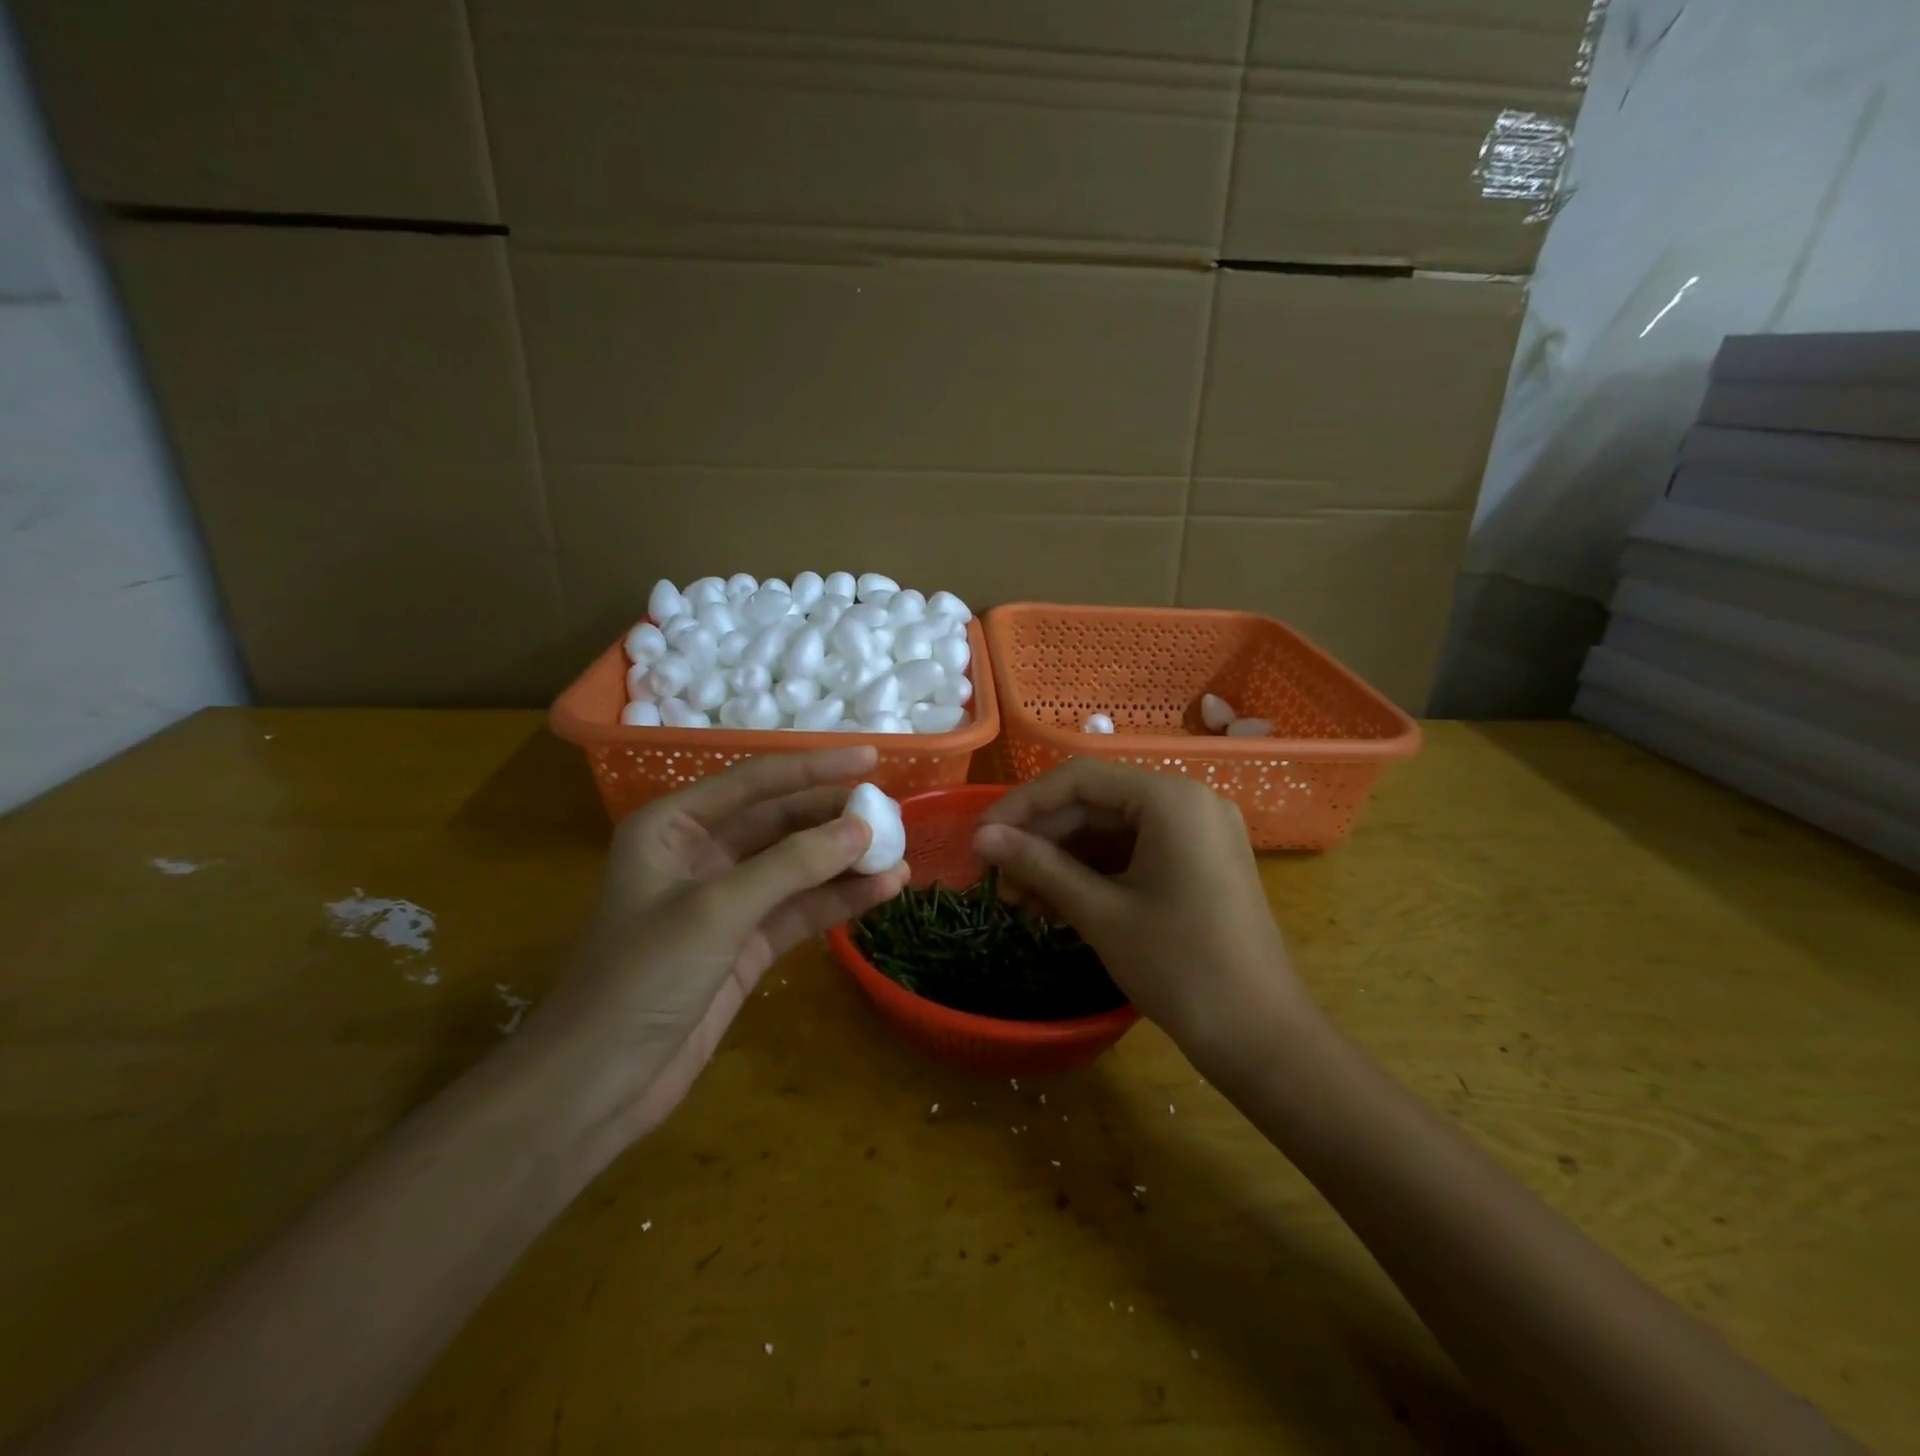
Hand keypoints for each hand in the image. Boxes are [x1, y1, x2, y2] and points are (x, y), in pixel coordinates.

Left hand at [529, 747, 908, 1142]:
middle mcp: (700, 854)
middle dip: (835, 818)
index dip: (814, 767)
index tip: (871, 757)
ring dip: (845, 862)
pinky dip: (838, 901)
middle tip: (893, 814)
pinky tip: (882, 892)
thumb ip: (792, 864)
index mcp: (673, 826)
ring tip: (900, 854)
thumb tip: (862, 828)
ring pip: (797, 867)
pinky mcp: (746, 943)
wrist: (599, 1084)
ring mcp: (726, 900)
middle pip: (781, 822)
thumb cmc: (641, 977)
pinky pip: (800, 910)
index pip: (755, 782)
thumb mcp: (717, 909)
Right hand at [972, 761, 1308, 1059]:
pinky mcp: (1199, 862)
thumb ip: (1038, 866)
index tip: (980, 837)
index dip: (1022, 805)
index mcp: (1170, 799)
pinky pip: (1134, 853)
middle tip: (997, 881)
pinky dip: (1094, 874)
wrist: (1262, 1037)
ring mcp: (1198, 832)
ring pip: (1111, 831)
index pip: (1079, 780)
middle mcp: (1188, 801)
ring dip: (1062, 861)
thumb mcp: (1100, 913)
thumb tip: (982, 837)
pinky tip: (1056, 904)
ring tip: (1019, 901)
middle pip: (1095, 804)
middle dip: (1041, 841)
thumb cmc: (1180, 968)